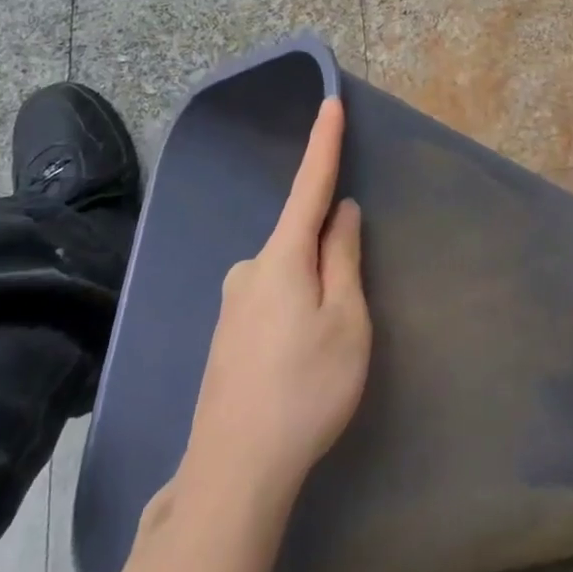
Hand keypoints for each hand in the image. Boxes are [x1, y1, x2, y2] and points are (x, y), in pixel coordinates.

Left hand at [183, 98, 370, 508]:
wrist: (234, 469)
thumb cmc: (305, 388)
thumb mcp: (345, 321)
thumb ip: (343, 259)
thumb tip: (341, 212)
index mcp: (281, 257)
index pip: (308, 186)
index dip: (323, 144)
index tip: (330, 102)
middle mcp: (249, 268)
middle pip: (300, 241)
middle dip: (329, 256)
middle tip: (347, 315)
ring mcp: (231, 303)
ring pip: (287, 277)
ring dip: (312, 293)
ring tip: (323, 354)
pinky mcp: (225, 335)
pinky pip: (270, 302)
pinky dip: (293, 313)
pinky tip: (296, 362)